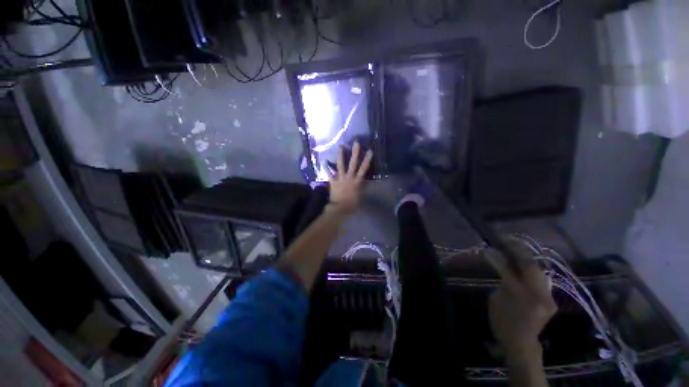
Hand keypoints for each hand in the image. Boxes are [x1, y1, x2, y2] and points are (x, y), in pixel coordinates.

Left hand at [327, 142, 372, 214]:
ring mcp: (340, 178)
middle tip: (355, 142)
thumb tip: (363, 183)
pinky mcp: (333, 182)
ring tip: (340, 146)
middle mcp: (349, 177)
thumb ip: (361, 188)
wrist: (340, 208)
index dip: (367, 160)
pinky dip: (326, 168)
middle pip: (353, 163)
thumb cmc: (352, 204)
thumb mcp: (360, 196)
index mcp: (357, 181)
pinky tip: (323, 162)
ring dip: (340, 155)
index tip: (369, 150)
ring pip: (340, 165)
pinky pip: (329, 174)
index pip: (363, 169)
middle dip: (355, 153)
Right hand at [486, 244, 556, 359]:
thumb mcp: (495, 299)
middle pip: (530, 266)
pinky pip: (541, 278)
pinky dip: (531, 269)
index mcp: (519, 296)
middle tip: (505, 240)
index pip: (508, 270)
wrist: (521, 342)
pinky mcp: (551, 299)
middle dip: (517, 250)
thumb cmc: (502, 321)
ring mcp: (547, 296)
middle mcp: (537, 295)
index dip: (498, 256)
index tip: (489, 246)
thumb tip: (498, 262)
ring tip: (514, 248)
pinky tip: (523, 264)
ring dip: (525, 258)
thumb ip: (501, 280)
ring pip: (538, 270)